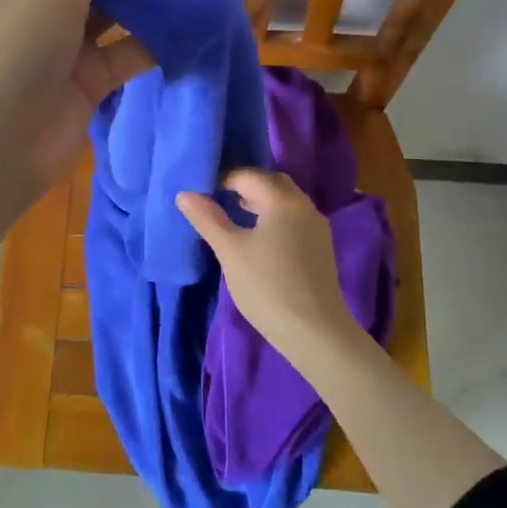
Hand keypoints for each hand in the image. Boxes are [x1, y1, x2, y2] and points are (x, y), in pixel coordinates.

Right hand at [177, 169, 361, 363]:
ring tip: (234, 215)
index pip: (248, 175)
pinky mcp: (321, 247)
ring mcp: (317, 227)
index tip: (201, 192)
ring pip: (285, 201)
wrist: (314, 332)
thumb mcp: (230, 251)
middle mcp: (304, 205)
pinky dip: (273, 217)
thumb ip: (207, 218)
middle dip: (244, 186)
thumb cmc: (267, 287)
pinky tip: (259, 238)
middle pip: (271, 182)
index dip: (222, 179)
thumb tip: (185, 194)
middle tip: (218, 198)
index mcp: (283, 200)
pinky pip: (293, 218)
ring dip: (260, 201)